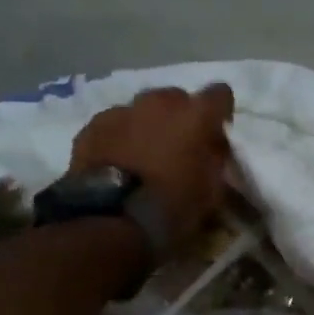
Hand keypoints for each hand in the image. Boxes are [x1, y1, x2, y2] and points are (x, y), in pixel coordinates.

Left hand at [69, 83, 234, 248]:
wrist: (112, 220)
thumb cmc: (171, 208)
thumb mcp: (211, 191)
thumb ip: (215, 159)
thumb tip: (212, 147)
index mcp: (195, 115)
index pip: (220, 94)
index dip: (220, 112)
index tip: (215, 133)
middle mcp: (160, 102)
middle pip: (176, 98)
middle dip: (180, 118)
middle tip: (177, 148)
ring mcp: (123, 110)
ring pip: (142, 110)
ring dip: (148, 126)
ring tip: (142, 156)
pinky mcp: (93, 125)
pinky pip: (114, 124)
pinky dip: (119, 137)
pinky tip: (116, 161)